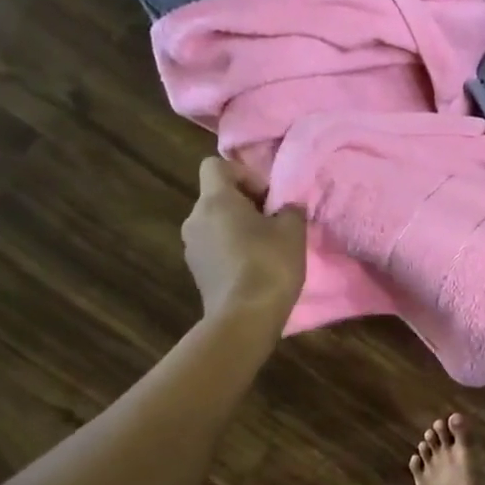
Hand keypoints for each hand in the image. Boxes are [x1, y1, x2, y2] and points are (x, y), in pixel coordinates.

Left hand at [182, 157, 306, 326]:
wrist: (244, 319)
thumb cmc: (269, 265)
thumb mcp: (293, 231)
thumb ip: (290, 210)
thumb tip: (286, 208)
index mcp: (215, 200)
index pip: (215, 165)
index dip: (243, 174)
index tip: (267, 197)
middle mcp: (195, 219)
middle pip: (217, 196)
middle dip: (245, 204)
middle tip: (274, 222)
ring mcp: (191, 247)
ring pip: (216, 224)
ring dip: (238, 229)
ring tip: (266, 248)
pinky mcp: (197, 272)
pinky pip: (215, 248)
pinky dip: (232, 250)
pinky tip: (255, 269)